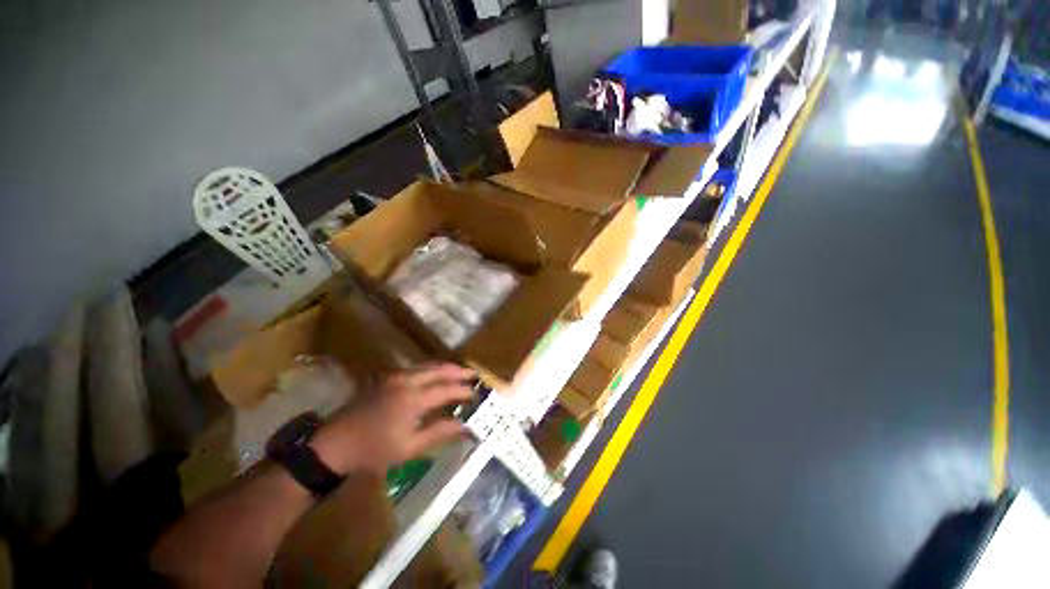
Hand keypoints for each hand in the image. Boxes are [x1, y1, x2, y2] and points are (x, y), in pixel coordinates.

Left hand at [310, 364, 474, 474]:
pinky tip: (435, 373)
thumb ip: (438, 433)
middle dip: (458, 372)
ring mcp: (395, 377)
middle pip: (438, 371)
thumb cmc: (373, 450)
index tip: (476, 393)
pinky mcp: (387, 378)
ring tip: (459, 371)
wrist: (334, 444)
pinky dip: (431, 368)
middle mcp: (406, 381)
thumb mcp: (408, 448)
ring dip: (445, 368)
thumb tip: (464, 425)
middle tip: (474, 374)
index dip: (463, 391)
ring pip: (427, 366)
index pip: (446, 390)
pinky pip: (416, 368)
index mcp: (412, 399)